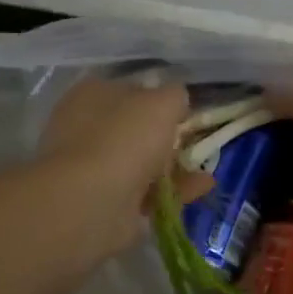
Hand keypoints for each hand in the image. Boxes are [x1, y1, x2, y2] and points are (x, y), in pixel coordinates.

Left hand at [39, 77, 211, 260]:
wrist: (91, 201)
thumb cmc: (124, 138)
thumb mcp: (162, 102)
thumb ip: (174, 96)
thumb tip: (177, 101)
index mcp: (91, 95)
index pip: (129, 91)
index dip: (158, 98)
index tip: (185, 111)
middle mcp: (86, 128)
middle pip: (135, 130)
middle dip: (167, 137)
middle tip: (196, 142)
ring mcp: (93, 168)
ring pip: (141, 163)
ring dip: (175, 167)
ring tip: (206, 169)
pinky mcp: (105, 203)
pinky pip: (146, 193)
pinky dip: (173, 190)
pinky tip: (201, 188)